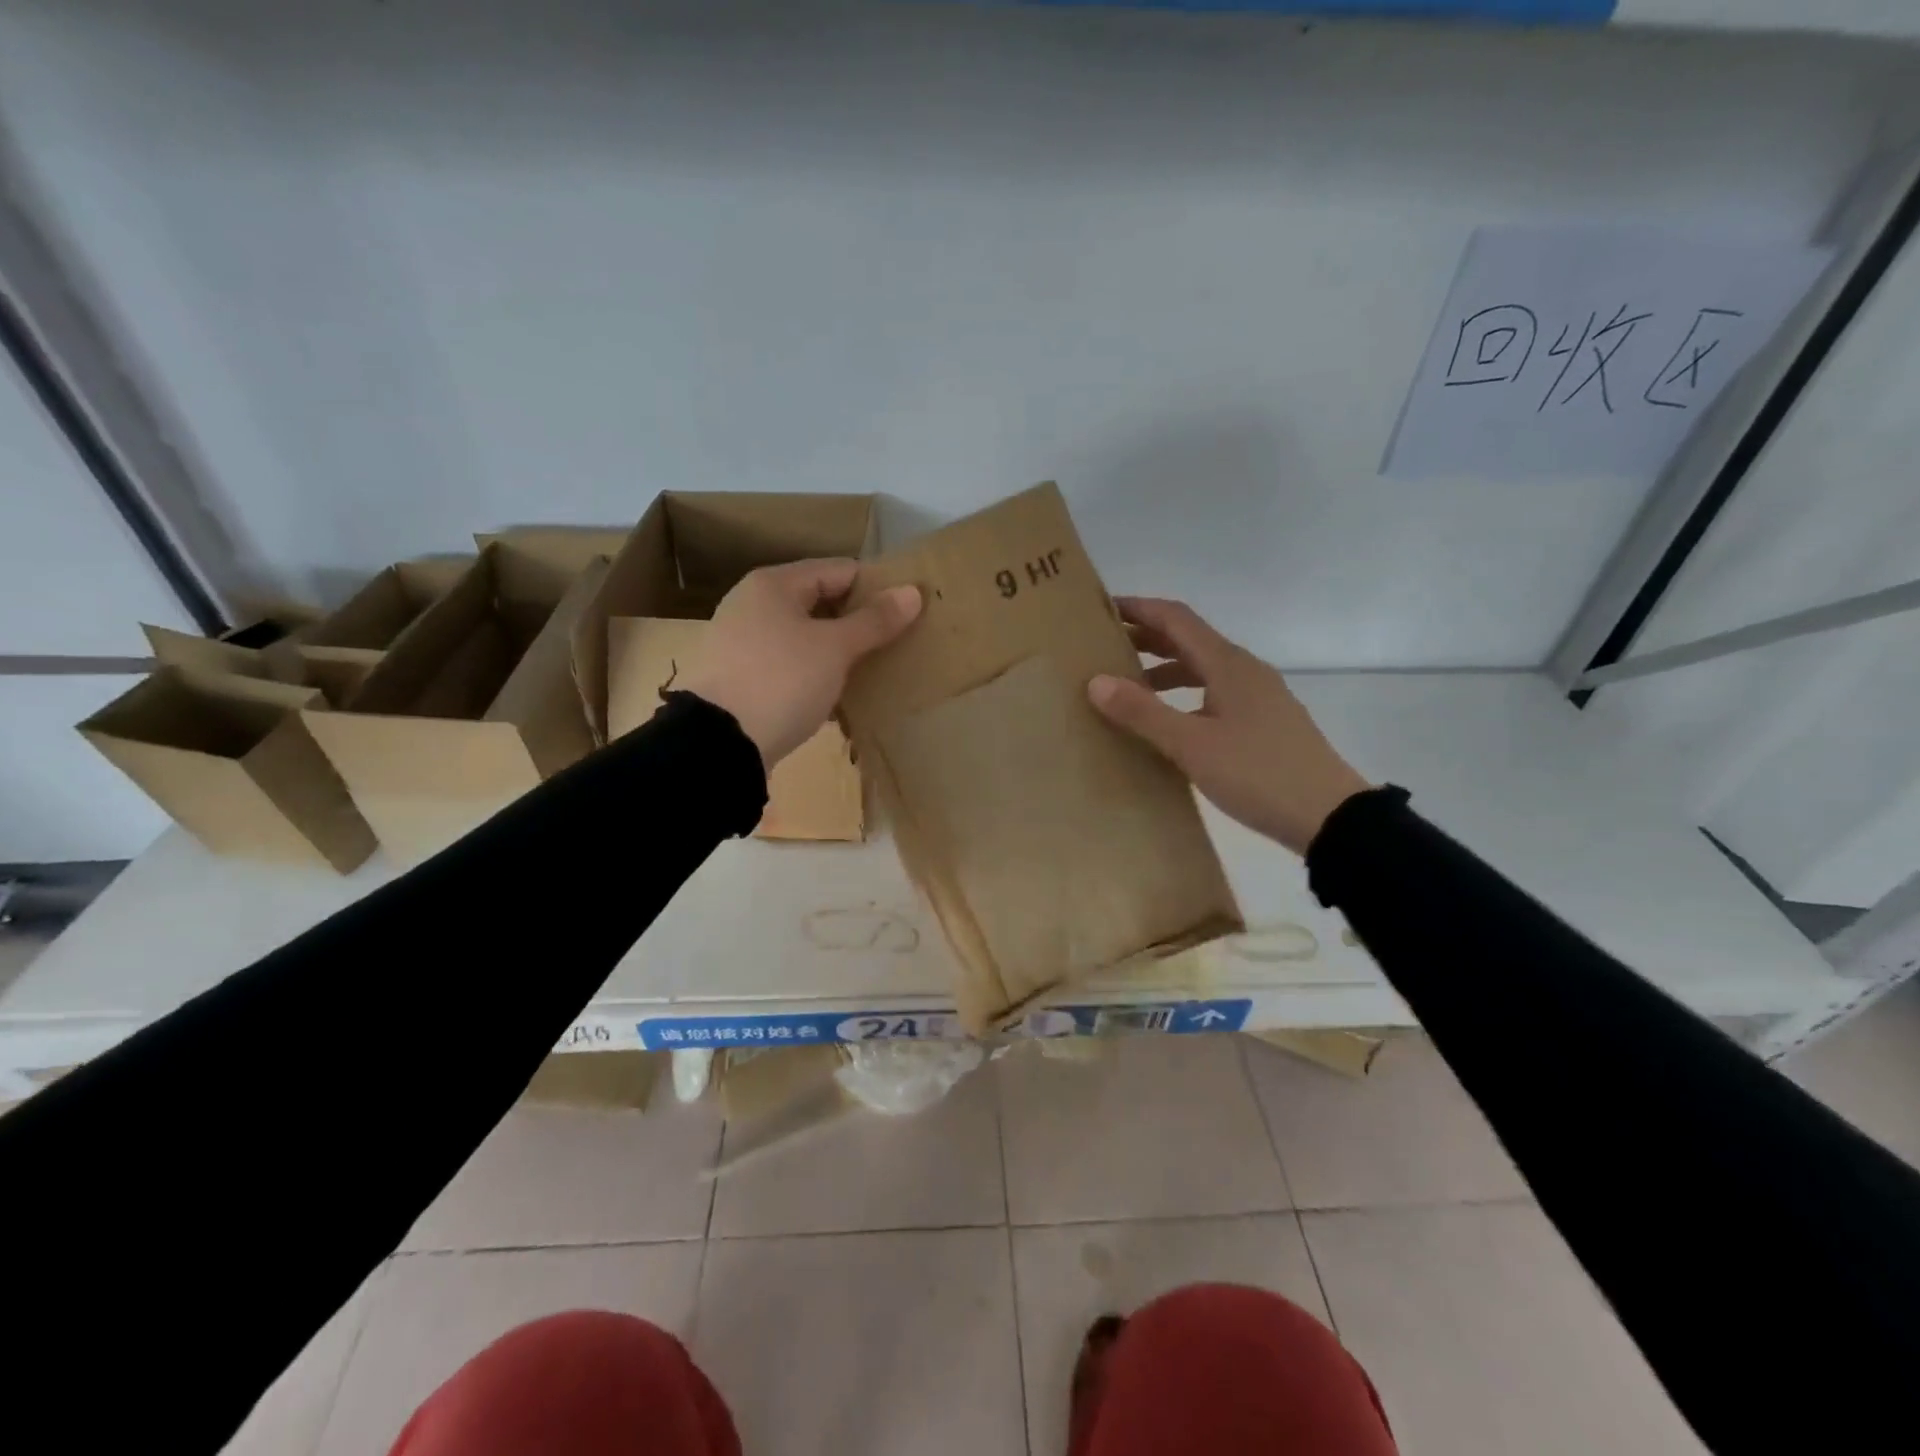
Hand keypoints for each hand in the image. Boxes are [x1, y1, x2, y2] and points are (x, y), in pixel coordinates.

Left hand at [677, 559, 921, 766]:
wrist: (719, 743)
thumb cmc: (782, 681)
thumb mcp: (835, 649)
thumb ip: (874, 621)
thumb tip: (913, 591)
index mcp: (773, 584)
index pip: (839, 570)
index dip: (875, 588)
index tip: (905, 612)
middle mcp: (752, 604)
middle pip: (819, 602)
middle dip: (856, 622)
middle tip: (892, 644)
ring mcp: (740, 641)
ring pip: (803, 636)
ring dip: (835, 651)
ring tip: (868, 672)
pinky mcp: (738, 677)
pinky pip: (787, 665)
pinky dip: (812, 674)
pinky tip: (833, 696)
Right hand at [1087, 597, 1369, 855]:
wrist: (1328, 816)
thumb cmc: (1257, 773)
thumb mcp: (1192, 745)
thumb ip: (1143, 712)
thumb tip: (1096, 681)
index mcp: (1228, 665)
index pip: (1176, 618)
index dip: (1139, 609)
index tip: (1102, 610)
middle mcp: (1244, 670)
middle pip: (1189, 640)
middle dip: (1147, 638)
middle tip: (1105, 648)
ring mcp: (1258, 696)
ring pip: (1202, 668)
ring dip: (1164, 669)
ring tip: (1128, 686)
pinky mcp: (1263, 722)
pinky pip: (1214, 693)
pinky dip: (1184, 695)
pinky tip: (1169, 721)